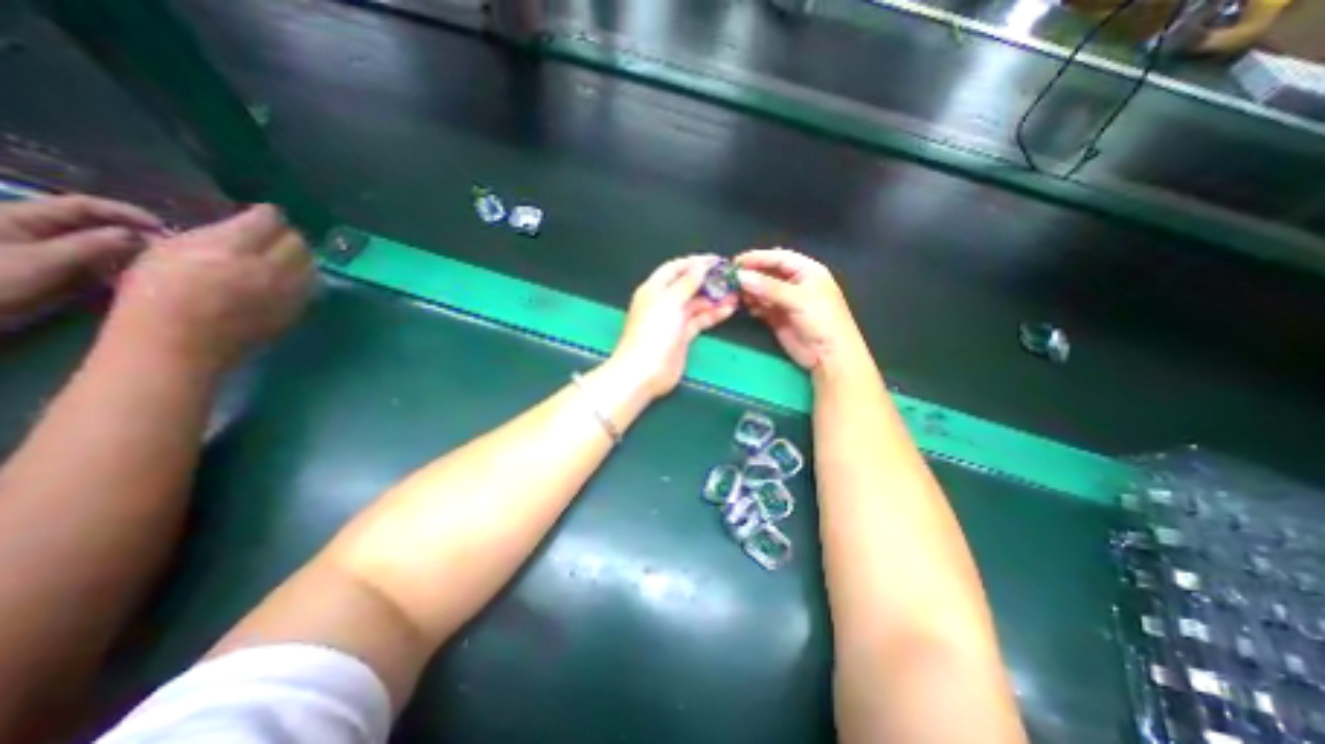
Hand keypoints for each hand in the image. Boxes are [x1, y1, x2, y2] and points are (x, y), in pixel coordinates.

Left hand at [1, 193, 161, 321]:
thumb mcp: (42, 261)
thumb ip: (91, 245)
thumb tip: (137, 235)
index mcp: (25, 217)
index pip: (83, 206)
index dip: (124, 212)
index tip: (162, 227)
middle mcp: (40, 229)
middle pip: (96, 225)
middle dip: (133, 236)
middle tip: (168, 251)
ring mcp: (51, 251)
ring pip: (102, 246)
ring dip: (131, 255)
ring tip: (159, 266)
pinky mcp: (61, 270)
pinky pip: (99, 265)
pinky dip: (121, 270)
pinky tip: (137, 279)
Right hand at [104, 204, 311, 373]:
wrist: (180, 344)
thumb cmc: (156, 295)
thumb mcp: (167, 251)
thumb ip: (212, 236)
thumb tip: (239, 226)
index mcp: (233, 248)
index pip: (269, 220)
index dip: (267, 213)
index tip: (259, 214)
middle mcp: (271, 267)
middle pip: (297, 241)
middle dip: (286, 234)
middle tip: (271, 236)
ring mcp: (290, 291)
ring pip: (311, 263)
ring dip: (300, 256)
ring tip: (283, 257)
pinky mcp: (298, 309)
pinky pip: (312, 286)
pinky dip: (304, 277)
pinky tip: (289, 279)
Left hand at [608, 252, 734, 400]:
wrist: (645, 371)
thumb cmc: (654, 331)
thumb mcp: (670, 301)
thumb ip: (687, 282)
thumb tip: (701, 264)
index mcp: (654, 289)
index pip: (675, 269)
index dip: (694, 262)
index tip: (717, 261)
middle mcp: (663, 302)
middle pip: (687, 286)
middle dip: (708, 281)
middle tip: (731, 278)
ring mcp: (673, 320)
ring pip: (696, 304)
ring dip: (714, 298)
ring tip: (735, 293)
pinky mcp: (683, 337)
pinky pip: (700, 320)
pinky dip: (713, 314)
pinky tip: (729, 309)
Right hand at [729, 246, 866, 372]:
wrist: (828, 355)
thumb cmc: (821, 321)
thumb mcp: (798, 299)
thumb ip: (769, 287)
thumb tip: (741, 277)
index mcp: (807, 271)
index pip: (779, 258)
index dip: (758, 258)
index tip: (737, 262)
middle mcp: (795, 282)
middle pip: (768, 273)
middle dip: (751, 275)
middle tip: (731, 279)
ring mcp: (786, 300)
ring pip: (763, 290)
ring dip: (750, 291)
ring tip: (737, 294)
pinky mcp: (778, 317)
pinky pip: (761, 306)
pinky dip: (753, 305)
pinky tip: (747, 307)